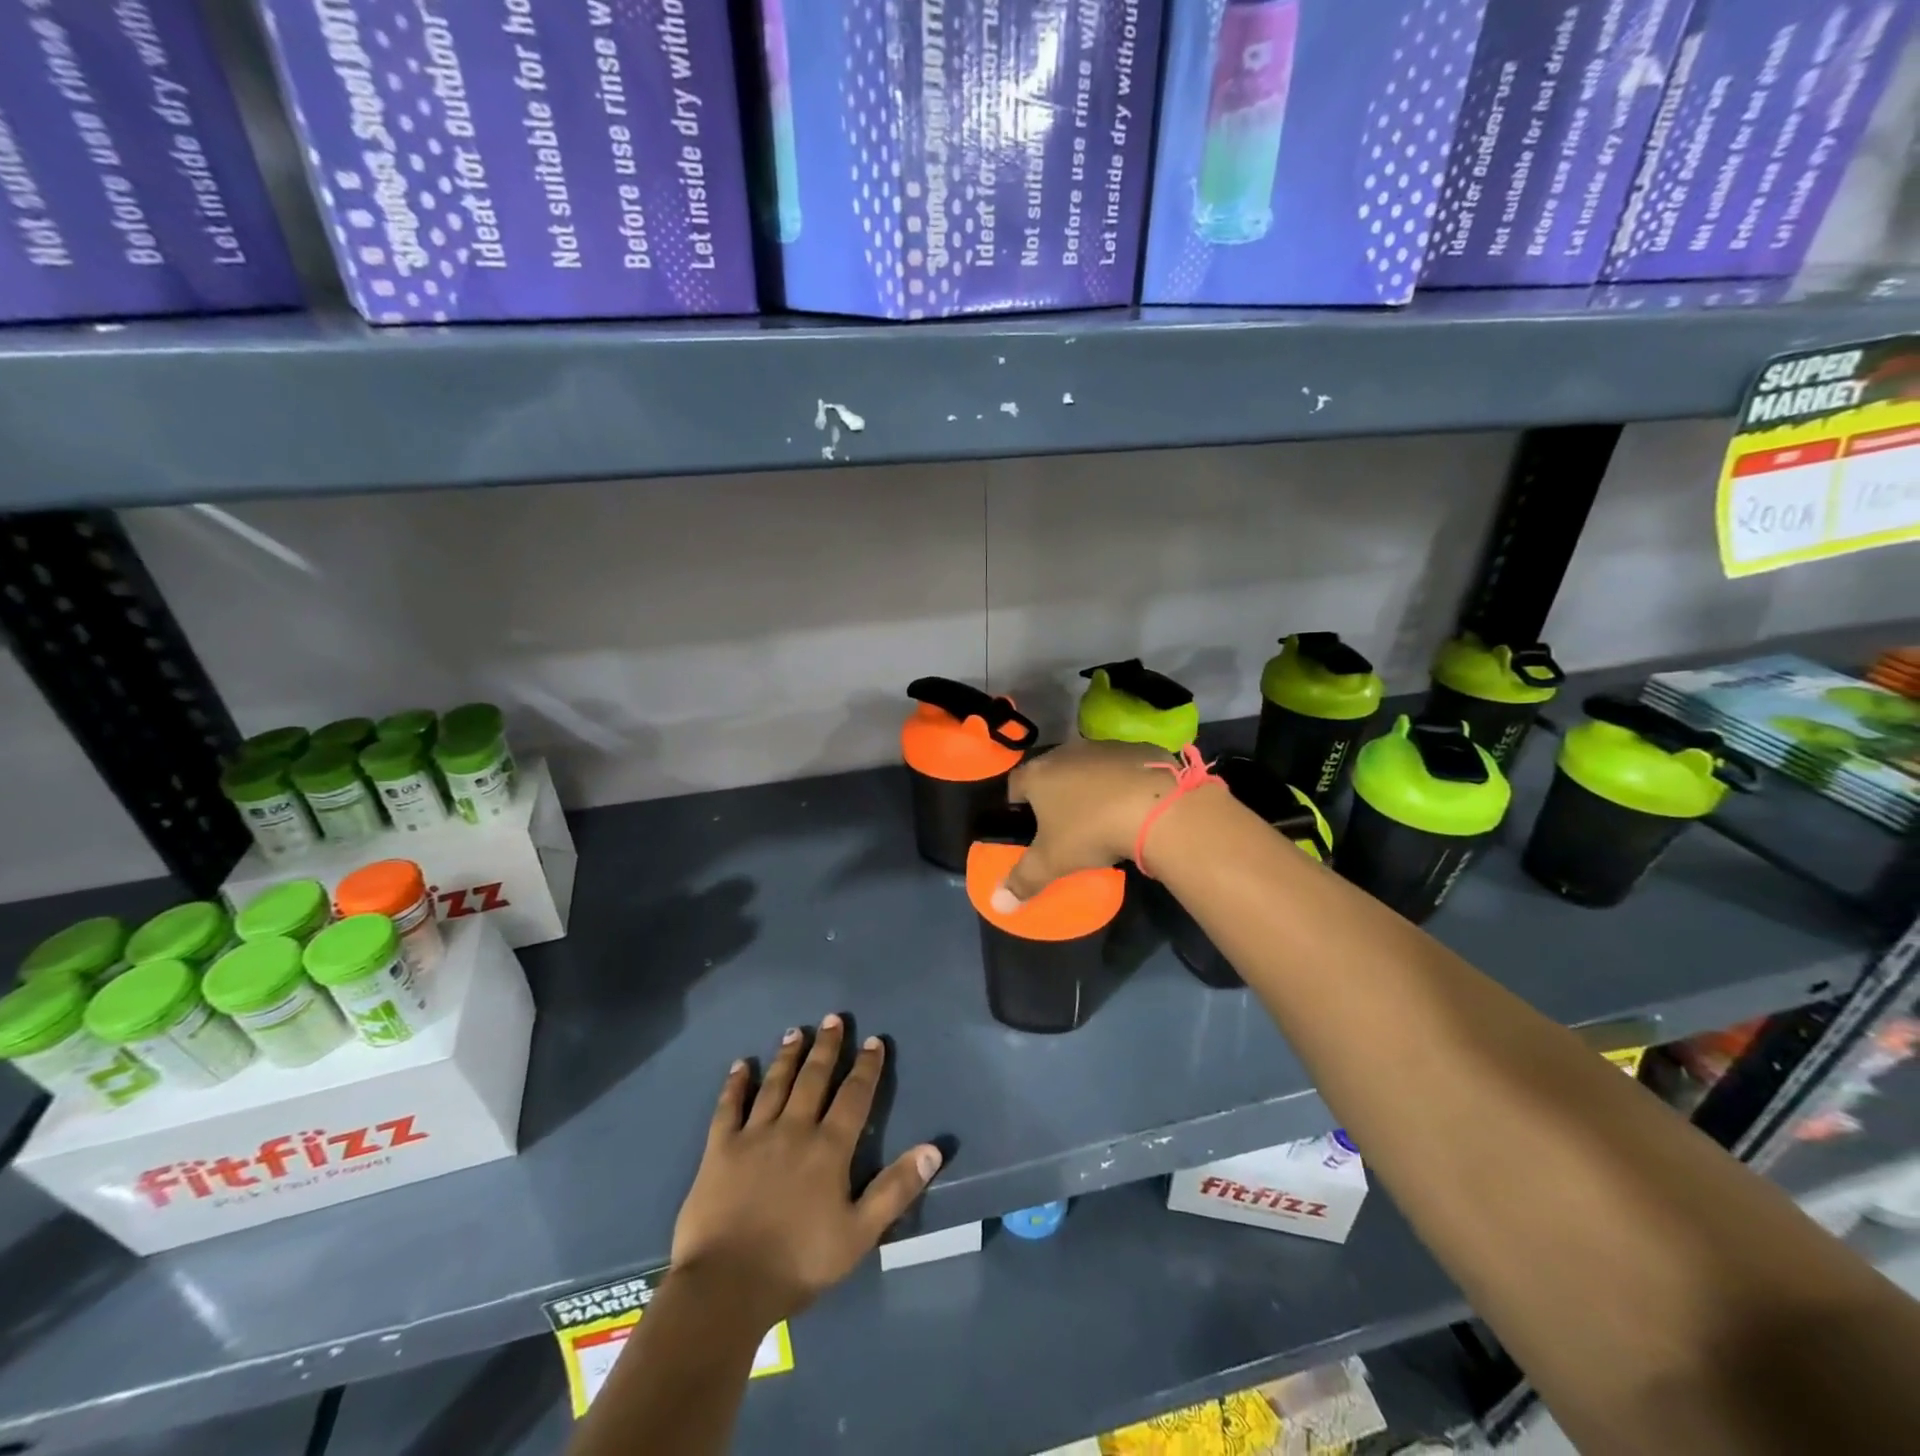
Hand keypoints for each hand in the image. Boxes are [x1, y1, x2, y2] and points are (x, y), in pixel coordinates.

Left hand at [671, 1015, 941, 1321]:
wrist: (726, 1287)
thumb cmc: (798, 1263)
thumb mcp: (859, 1234)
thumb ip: (895, 1189)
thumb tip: (933, 1149)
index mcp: (828, 1149)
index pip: (853, 1097)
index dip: (866, 1068)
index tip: (874, 1041)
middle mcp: (793, 1129)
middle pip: (813, 1079)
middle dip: (827, 1048)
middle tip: (833, 1019)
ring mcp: (754, 1136)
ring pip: (775, 1085)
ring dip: (787, 1056)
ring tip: (795, 1031)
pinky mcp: (720, 1149)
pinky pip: (728, 1107)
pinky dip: (735, 1084)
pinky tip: (740, 1065)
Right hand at [994, 738, 1181, 907]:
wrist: (1155, 807)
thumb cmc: (1090, 831)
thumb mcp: (1052, 863)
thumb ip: (1023, 881)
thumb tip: (999, 904)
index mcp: (1038, 775)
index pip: (1015, 782)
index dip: (1016, 801)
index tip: (1023, 819)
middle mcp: (1066, 753)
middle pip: (1051, 770)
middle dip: (1054, 791)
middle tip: (1061, 820)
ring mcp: (1104, 747)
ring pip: (1087, 766)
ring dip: (1089, 784)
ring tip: (1100, 813)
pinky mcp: (1137, 749)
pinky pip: (1122, 766)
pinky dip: (1122, 781)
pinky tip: (1133, 803)